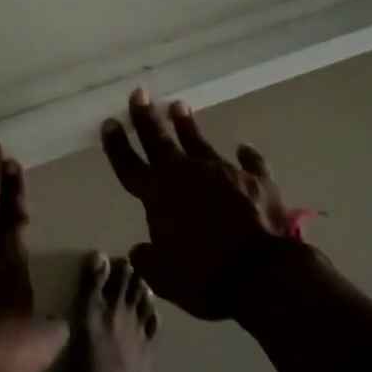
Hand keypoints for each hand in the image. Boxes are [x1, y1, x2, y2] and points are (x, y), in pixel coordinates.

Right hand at [101, 90, 303, 320]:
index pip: (130, 166)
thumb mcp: (164, 277)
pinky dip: (247, 157)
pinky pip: (250, 164)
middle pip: (160, 141)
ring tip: (179, 106)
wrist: (262, 273)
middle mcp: (187, 175)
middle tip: (140, 94)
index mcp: (159, 195)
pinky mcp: (256, 181)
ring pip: (200, 143)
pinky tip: (245, 149)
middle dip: (147, 118)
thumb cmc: (205, 275)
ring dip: (187, 126)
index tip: (110, 122)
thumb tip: (139, 249)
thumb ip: (148, 260)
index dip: (117, 146)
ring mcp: (223, 173)